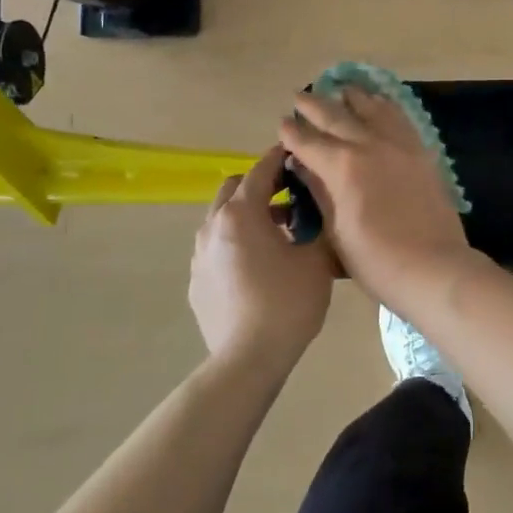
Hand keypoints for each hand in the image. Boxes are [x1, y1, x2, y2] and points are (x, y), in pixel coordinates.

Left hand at [189, 148, 334, 375]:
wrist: (249, 358)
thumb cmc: (288, 302)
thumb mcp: (315, 259)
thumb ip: (314, 225)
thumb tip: (312, 212)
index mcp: (241, 214)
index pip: (261, 171)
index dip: (280, 159)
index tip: (296, 154)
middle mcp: (213, 226)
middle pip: (233, 188)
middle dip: (259, 185)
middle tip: (288, 198)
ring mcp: (200, 255)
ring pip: (222, 219)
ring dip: (247, 215)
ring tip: (276, 235)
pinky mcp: (197, 281)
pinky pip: (217, 248)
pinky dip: (236, 243)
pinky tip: (258, 267)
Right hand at [279, 87, 473, 311]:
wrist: (433, 267)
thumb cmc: (376, 260)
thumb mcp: (336, 230)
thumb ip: (319, 190)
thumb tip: (302, 164)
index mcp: (341, 166)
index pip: (308, 141)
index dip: (292, 132)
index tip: (283, 123)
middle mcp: (369, 145)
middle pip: (336, 116)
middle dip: (314, 105)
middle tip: (299, 97)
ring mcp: (399, 145)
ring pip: (371, 108)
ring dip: (351, 97)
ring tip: (340, 89)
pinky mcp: (421, 151)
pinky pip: (400, 118)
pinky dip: (385, 106)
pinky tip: (380, 103)